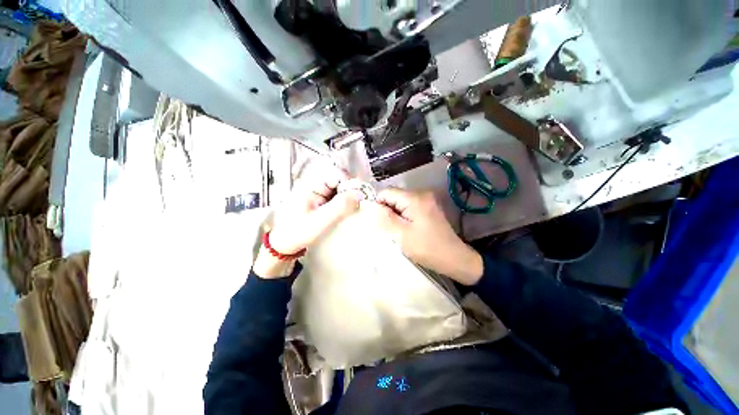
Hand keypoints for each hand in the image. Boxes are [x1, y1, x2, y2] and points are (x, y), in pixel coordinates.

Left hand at [254, 162, 360, 277]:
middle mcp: (315, 185)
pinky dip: (344, 204)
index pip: (337, 174)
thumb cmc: (297, 232)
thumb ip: (340, 206)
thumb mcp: (320, 221)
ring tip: (349, 212)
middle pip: (340, 181)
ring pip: (340, 189)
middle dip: (350, 192)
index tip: (358, 198)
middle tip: (355, 207)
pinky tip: (344, 213)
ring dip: (348, 199)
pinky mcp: (322, 200)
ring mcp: (319, 193)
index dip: (350, 184)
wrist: (285, 244)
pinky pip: (337, 197)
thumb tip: (359, 194)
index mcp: (311, 185)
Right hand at [361, 188, 483, 284]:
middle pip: (394, 196)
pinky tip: (406, 229)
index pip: (386, 192)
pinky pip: (409, 207)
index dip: (378, 205)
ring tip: (397, 230)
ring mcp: (426, 200)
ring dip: (395, 214)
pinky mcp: (428, 208)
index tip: (379, 222)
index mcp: (414, 198)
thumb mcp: (401, 235)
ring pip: (400, 202)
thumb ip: (384, 218)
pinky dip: (403, 216)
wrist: (454, 258)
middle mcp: (421, 194)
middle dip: (387, 210)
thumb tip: (371, 205)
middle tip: (389, 229)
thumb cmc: (426, 248)